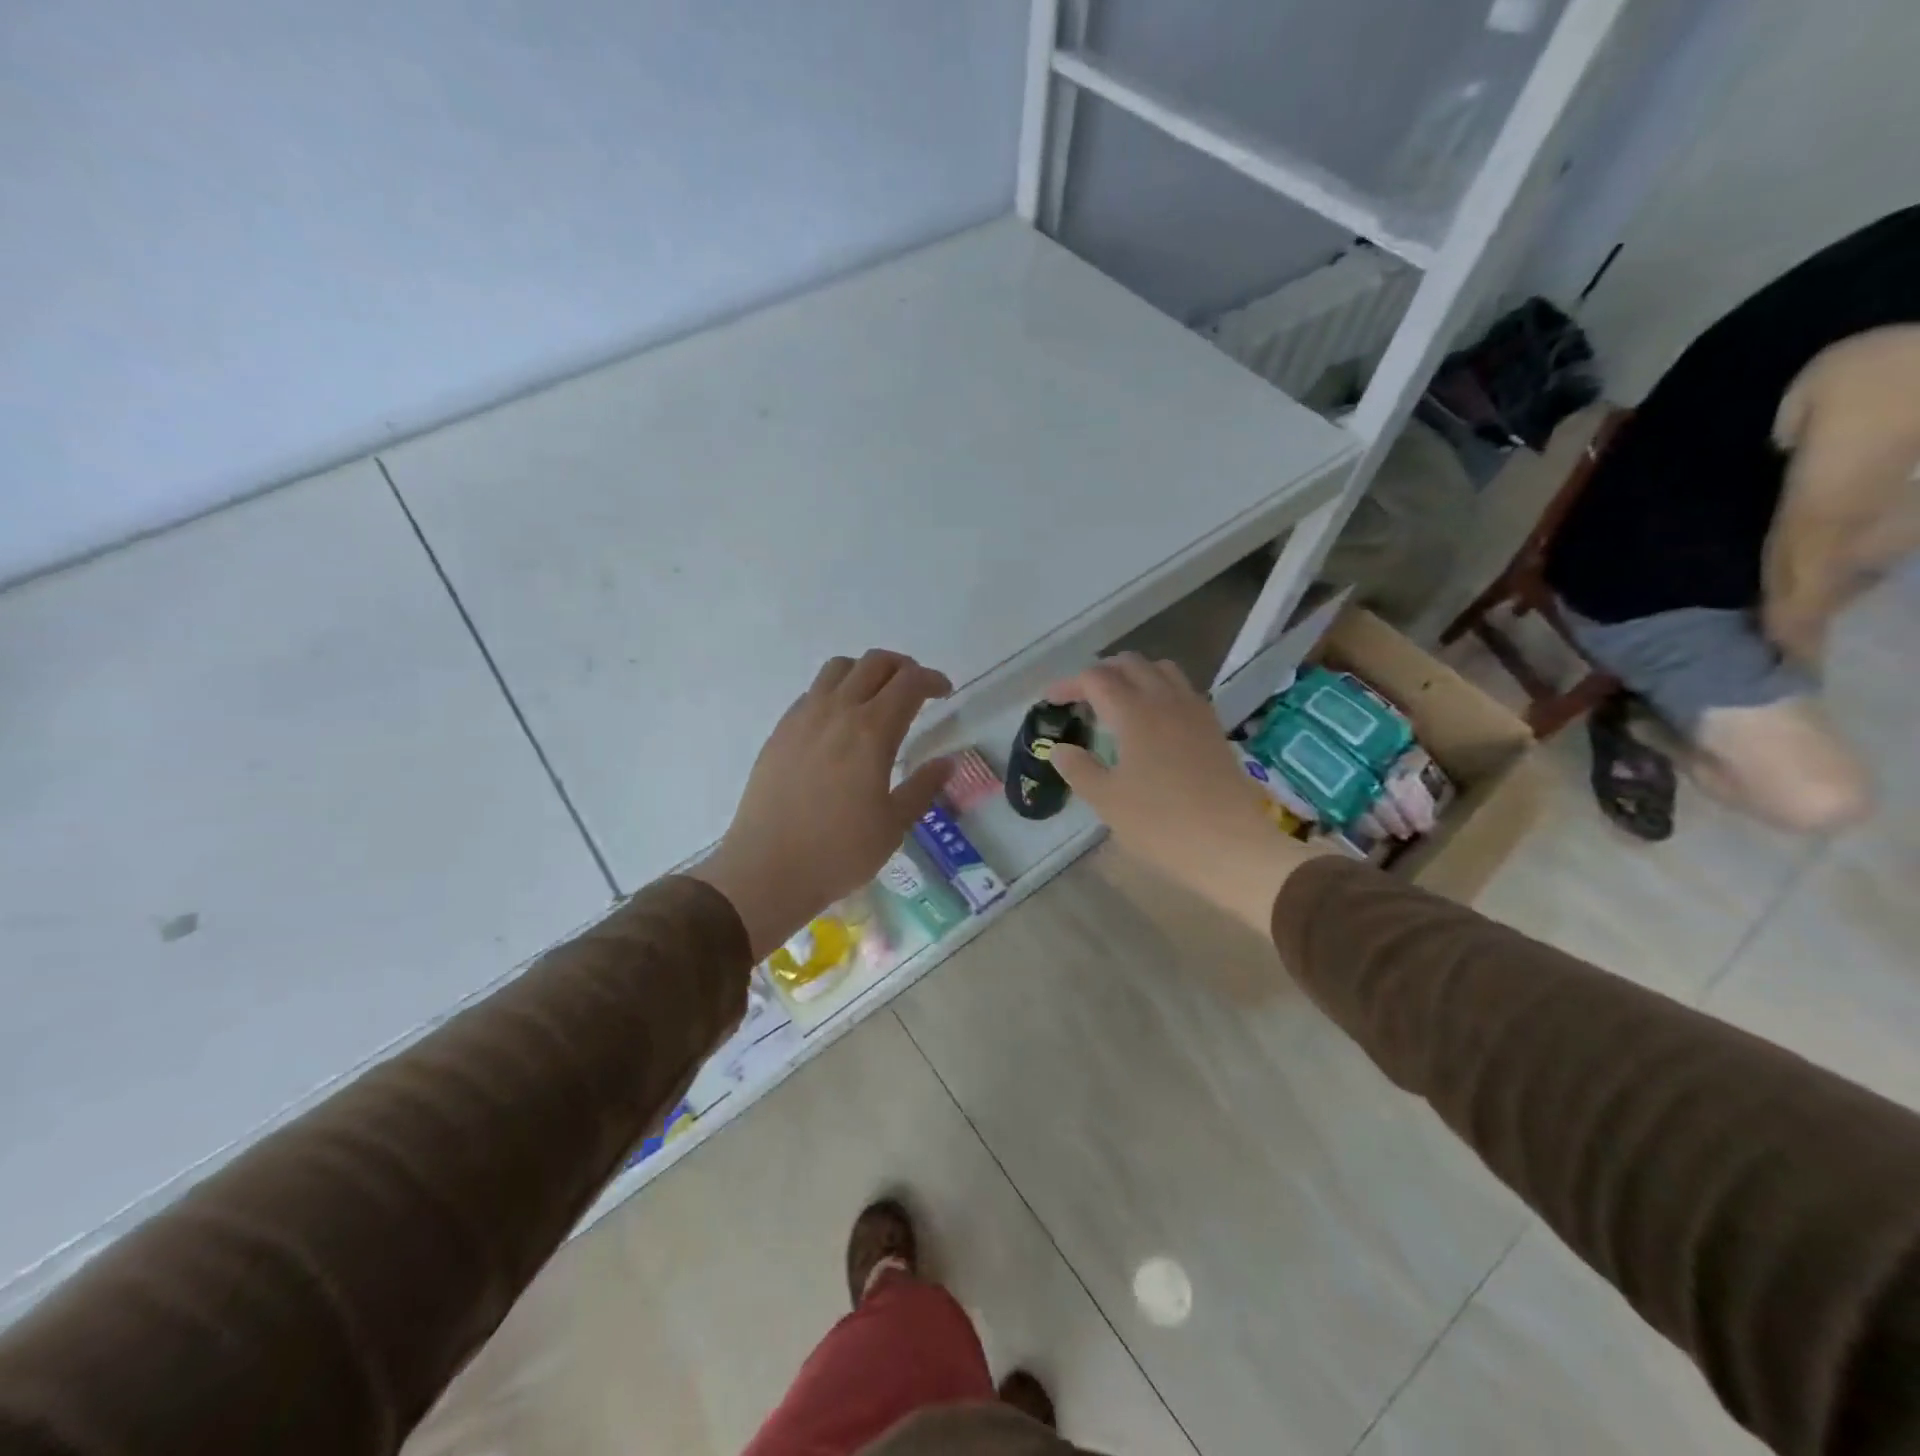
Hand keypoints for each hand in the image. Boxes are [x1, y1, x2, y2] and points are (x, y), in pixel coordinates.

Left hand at [694, 651, 952, 959]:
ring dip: (866, 672)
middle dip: (903, 667)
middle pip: (875, 663)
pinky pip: (813, 692)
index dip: (932, 680)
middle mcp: (837, 712)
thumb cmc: (839, 852)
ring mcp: (803, 718)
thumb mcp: (894, 825)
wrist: (767, 870)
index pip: (909, 682)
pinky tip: (840, 724)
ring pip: (838, 669)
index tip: (945, 692)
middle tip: (916, 690)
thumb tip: (947, 762)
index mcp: (871, 731)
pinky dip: (836, 692)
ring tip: (877, 698)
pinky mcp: (779, 732)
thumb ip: (923, 787)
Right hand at [1047, 654, 1312, 933]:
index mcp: (1134, 713)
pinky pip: (1183, 689)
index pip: (1095, 679)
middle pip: (1130, 663)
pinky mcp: (1213, 727)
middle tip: (1081, 698)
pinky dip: (1160, 689)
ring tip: (1117, 701)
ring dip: (1134, 675)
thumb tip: (1060, 749)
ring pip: (1161, 670)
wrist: (1231, 846)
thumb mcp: (1107, 801)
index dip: (1069, 684)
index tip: (1051, 701)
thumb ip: (1079, 769)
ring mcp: (1195, 711)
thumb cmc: (1161, 824)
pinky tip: (1152, 720)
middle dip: (1100, 673)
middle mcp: (1165, 700)